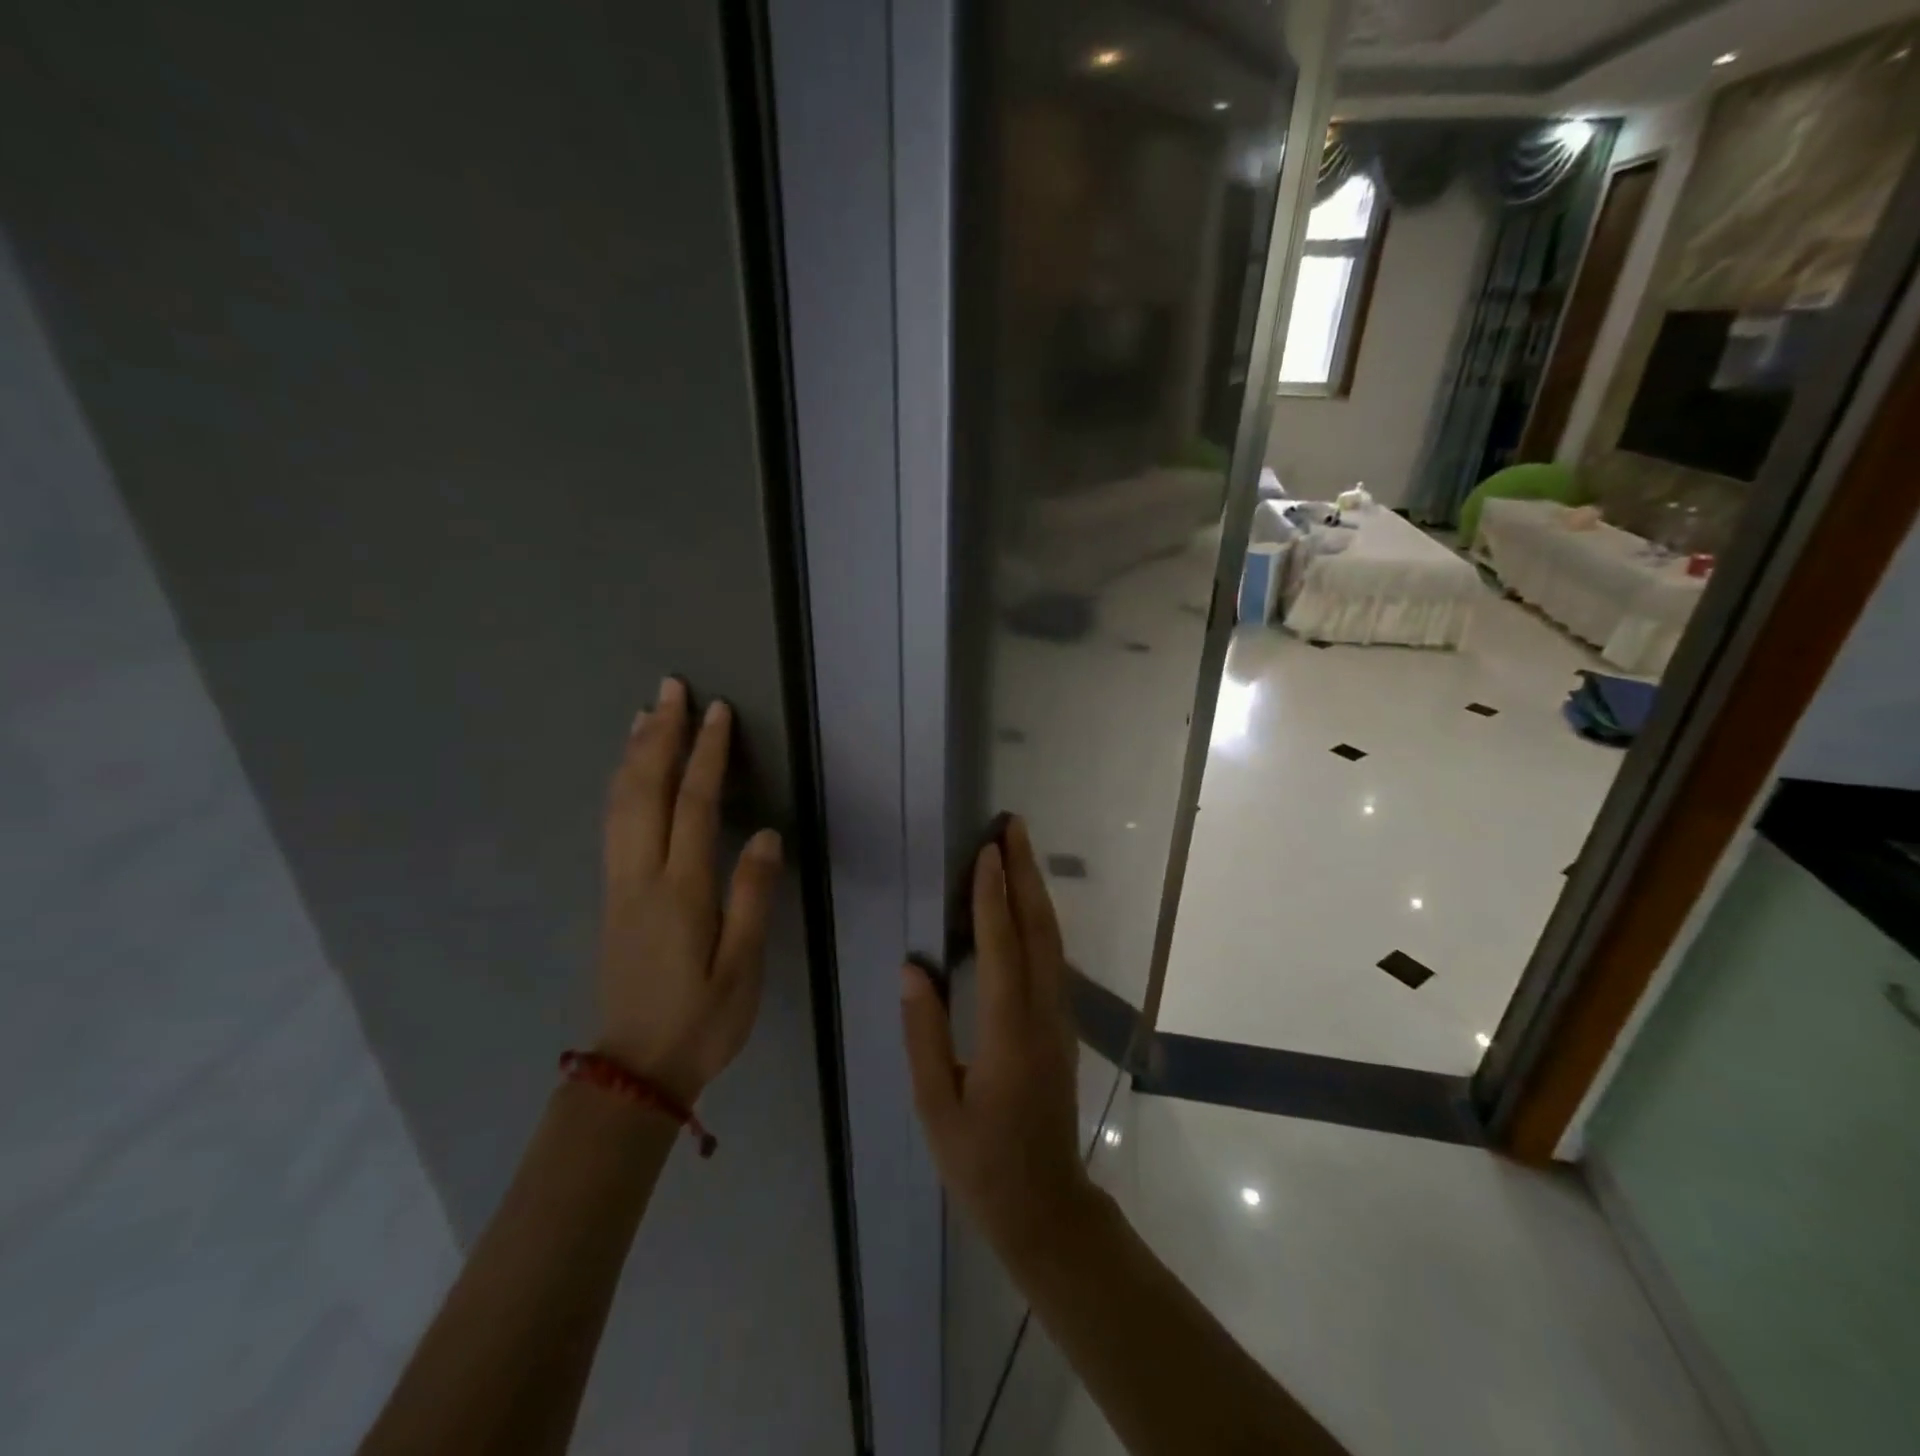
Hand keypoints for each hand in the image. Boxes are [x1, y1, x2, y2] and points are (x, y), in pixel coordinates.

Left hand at [597, 677, 782, 1103]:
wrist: (634, 1070)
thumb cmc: (702, 1021)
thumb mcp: (743, 968)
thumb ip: (753, 897)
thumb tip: (766, 835)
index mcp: (682, 891)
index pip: (694, 805)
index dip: (706, 755)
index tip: (717, 712)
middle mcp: (642, 876)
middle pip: (645, 790)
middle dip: (660, 735)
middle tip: (671, 689)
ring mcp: (620, 884)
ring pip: (620, 803)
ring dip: (634, 753)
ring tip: (645, 713)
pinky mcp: (612, 896)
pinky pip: (612, 823)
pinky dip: (620, 785)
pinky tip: (628, 772)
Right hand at [901, 817, 1096, 1259]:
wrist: (1046, 1206)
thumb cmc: (981, 1163)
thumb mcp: (937, 1106)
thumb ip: (924, 1034)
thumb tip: (913, 967)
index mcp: (1008, 1034)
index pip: (1002, 949)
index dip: (993, 897)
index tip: (986, 851)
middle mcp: (1042, 1015)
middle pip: (1039, 930)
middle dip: (1026, 873)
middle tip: (1014, 826)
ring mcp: (1059, 1018)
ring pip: (1052, 940)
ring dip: (1036, 890)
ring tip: (1019, 850)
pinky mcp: (1062, 1025)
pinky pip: (1052, 958)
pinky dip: (1040, 919)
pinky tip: (1027, 904)